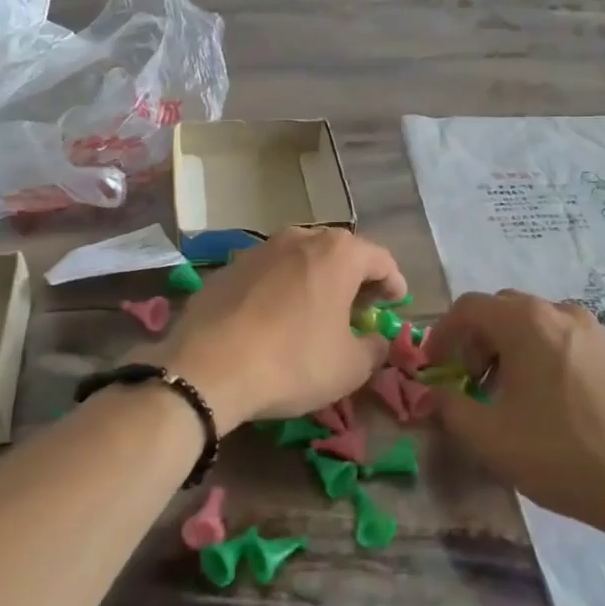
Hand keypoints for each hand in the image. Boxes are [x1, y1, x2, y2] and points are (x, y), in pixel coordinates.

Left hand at [148, 228, 405, 432]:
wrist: (208, 366)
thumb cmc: (293, 361)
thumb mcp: (350, 367)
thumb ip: (374, 349)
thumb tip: (376, 340)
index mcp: (338, 253)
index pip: (380, 258)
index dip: (394, 282)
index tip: (397, 302)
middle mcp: (300, 238)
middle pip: (340, 252)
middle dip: (355, 278)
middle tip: (361, 308)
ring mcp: (259, 249)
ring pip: (301, 259)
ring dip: (316, 280)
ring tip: (318, 311)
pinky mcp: (228, 267)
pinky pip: (268, 273)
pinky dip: (281, 289)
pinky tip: (276, 318)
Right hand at [422, 290, 604, 536]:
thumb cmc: (562, 454)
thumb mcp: (489, 438)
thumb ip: (449, 408)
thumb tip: (433, 394)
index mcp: (526, 321)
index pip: (468, 307)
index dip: (442, 334)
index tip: (433, 368)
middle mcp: (560, 311)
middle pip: (501, 310)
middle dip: (476, 341)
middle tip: (469, 383)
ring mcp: (594, 330)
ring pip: (534, 324)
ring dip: (508, 349)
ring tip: (507, 396)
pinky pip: (562, 339)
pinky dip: (540, 356)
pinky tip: (547, 402)